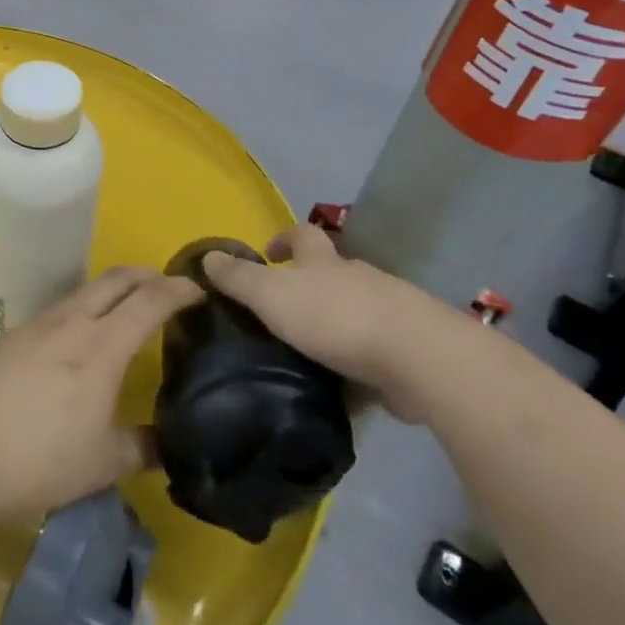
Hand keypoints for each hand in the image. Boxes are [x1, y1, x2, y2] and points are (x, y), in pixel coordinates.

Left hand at [0, 267, 202, 520]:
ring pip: (81, 291)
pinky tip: (74, 339)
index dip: (178, 290)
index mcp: (102, 347)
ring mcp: (34, 326)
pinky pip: (55, 310)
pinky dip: (79, 310)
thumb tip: (167, 445)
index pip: (148, 301)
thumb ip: (141, 448)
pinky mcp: (8, 337)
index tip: (198, 289)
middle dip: (145, 275)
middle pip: (114, 280)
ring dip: (110, 290)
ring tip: (122, 309)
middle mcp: (70, 323)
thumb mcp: (103, 463)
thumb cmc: (40, 460)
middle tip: (165, 287)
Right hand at [200, 224, 478, 422]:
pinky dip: (353, 367)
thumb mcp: (272, 295)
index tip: (268, 253)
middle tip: (278, 314)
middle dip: (307, 287)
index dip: (284, 239)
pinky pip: (371, 356)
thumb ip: (239, 279)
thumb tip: (207, 256)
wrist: (417, 358)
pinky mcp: (405, 352)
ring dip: (330, 328)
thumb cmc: (335, 318)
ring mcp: (387, 314)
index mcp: (325, 262)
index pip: (304, 235)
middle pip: (330, 274)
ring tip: (302, 356)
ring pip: (352, 314)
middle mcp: (358, 280)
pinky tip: (336, 389)